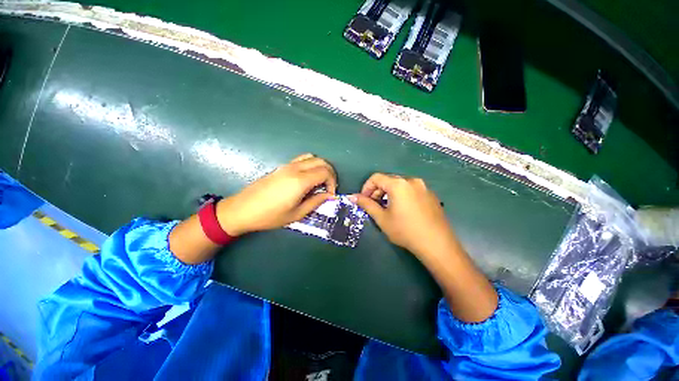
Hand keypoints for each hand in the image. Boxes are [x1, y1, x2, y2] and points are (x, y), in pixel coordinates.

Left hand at [216, 153, 336, 235]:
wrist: (242, 209)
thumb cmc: (270, 215)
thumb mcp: (297, 214)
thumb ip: (316, 202)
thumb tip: (329, 195)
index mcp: (300, 180)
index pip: (325, 172)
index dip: (332, 182)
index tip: (330, 194)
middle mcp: (295, 168)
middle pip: (321, 161)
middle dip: (330, 173)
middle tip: (329, 187)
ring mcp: (287, 165)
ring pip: (312, 157)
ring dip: (321, 166)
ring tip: (320, 181)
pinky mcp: (281, 167)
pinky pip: (302, 159)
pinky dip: (311, 164)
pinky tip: (308, 178)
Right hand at [349, 173, 457, 260]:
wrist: (437, 244)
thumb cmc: (405, 230)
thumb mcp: (382, 218)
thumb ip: (366, 204)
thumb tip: (352, 196)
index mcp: (398, 184)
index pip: (376, 178)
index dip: (366, 188)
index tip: (364, 200)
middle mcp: (411, 180)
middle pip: (388, 180)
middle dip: (377, 191)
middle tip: (374, 206)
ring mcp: (423, 187)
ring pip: (400, 185)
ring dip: (389, 193)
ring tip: (387, 208)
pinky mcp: (431, 194)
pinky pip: (411, 190)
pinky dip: (401, 195)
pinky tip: (403, 210)